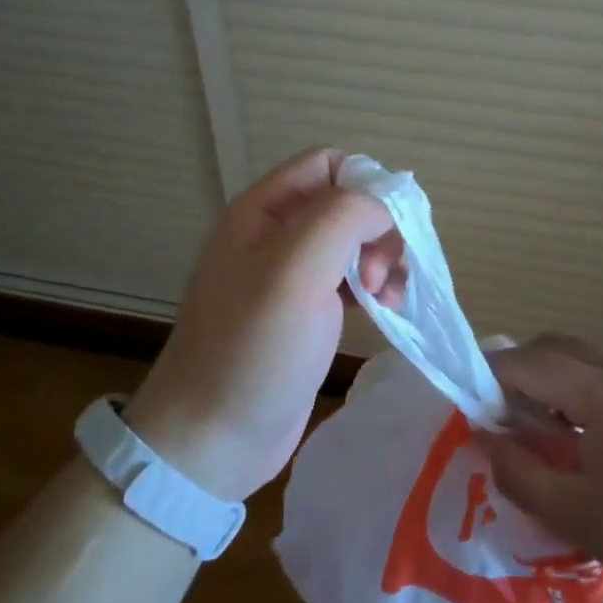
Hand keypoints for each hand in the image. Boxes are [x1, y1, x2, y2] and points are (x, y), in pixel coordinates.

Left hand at [123, 148, 404, 502]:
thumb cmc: (252, 350)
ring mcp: (291, 276)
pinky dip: (377, 288)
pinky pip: (352, 280)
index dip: (367, 185)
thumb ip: (342, 218)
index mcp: (263, 211)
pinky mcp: (306, 313)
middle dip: (379, 229)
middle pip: (347, 202)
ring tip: (388, 299)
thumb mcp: (295, 271)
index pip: (328, 163)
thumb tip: (384, 206)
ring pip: (355, 242)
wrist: (213, 439)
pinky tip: (386, 312)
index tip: (390, 229)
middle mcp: (276, 234)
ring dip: (384, 260)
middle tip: (382, 275)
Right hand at [486, 336, 602, 602]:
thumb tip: (486, 439)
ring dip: (550, 382)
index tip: (470, 410)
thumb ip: (519, 473)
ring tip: (542, 434)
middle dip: (517, 375)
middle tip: (501, 421)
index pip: (526, 363)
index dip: (489, 380)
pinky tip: (587, 438)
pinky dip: (580, 390)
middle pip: (553, 349)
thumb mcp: (578, 516)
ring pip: (581, 359)